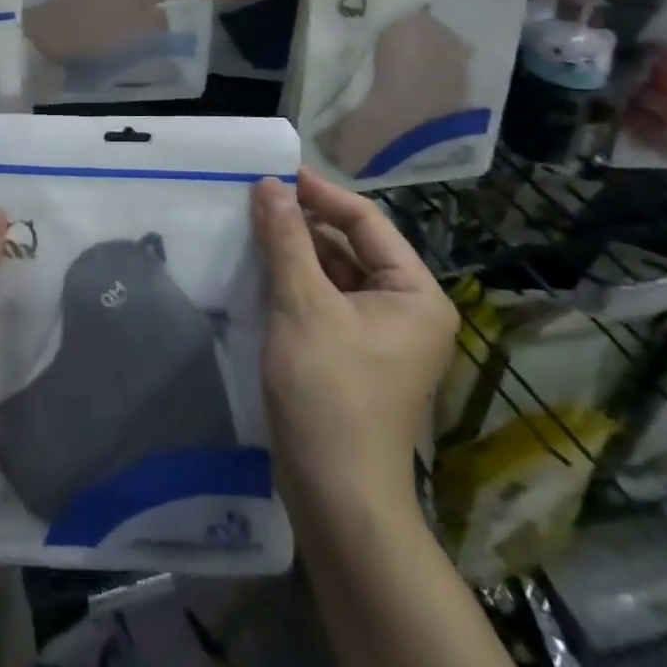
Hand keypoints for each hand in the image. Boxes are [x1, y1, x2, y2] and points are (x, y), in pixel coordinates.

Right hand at [251, 167, 456, 512]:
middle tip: (256, 199)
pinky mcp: (354, 354)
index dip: (320, 193)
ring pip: (336, 273)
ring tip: (253, 227)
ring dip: (297, 251)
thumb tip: (269, 184)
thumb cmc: (328, 391)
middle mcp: (407, 308)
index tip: (275, 173)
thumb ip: (286, 238)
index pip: (366, 221)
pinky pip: (327, 300)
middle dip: (305, 222)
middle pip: (351, 245)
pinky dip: (297, 282)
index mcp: (414, 292)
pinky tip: (262, 270)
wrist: (337, 494)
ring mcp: (382, 335)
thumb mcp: (302, 304)